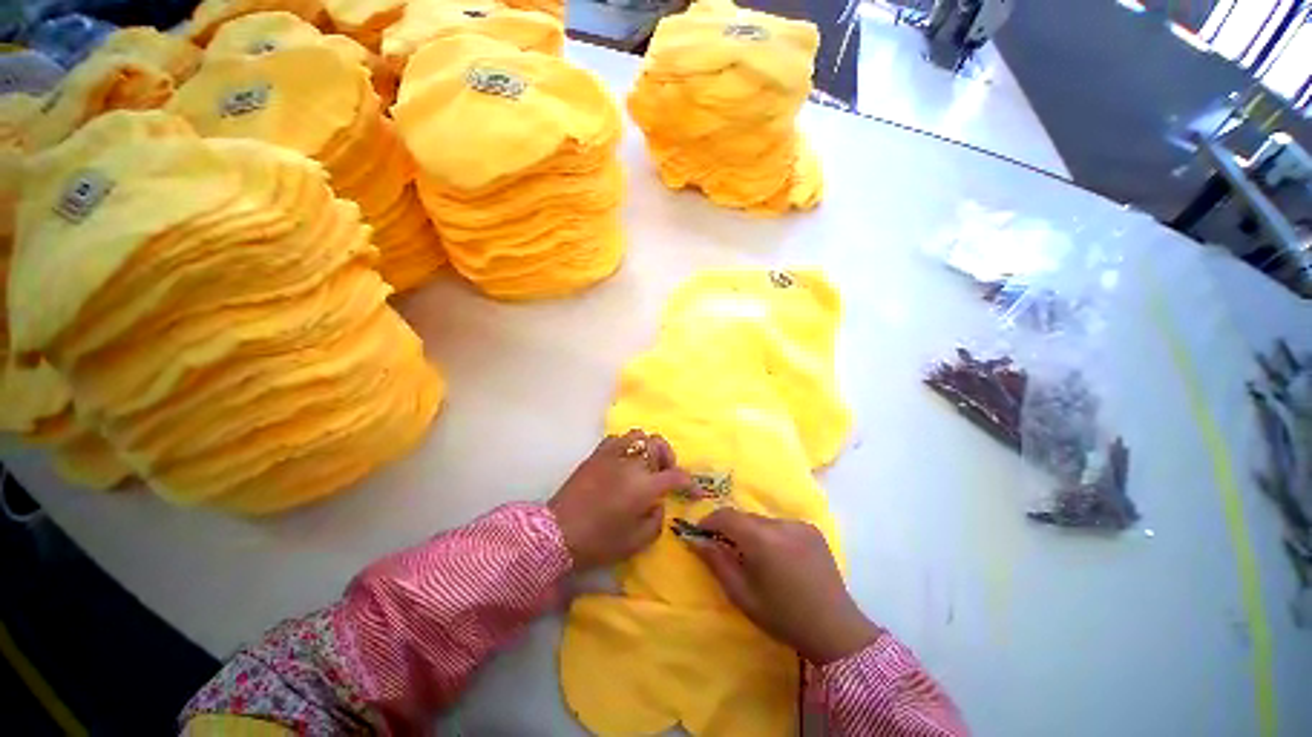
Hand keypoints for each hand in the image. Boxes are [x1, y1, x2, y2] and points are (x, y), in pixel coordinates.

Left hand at [549, 430, 691, 571]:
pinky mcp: (596, 454)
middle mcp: (631, 463)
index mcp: (645, 485)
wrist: (556, 534)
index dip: (690, 483)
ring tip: (644, 465)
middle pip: (658, 444)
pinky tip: (623, 462)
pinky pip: (617, 439)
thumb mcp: (636, 542)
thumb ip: (656, 520)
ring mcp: (612, 454)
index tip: (694, 491)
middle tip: (665, 475)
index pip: (676, 475)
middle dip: (668, 458)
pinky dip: (626, 446)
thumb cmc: (599, 542)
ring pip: (638, 435)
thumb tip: (657, 503)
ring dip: (648, 448)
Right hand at [687, 509, 880, 663]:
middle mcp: (781, 524)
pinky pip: (781, 524)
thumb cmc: (783, 617)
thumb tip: (695, 540)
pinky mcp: (812, 529)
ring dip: (751, 531)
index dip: (709, 521)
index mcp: (762, 539)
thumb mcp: (742, 595)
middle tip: (723, 547)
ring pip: (763, 520)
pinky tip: (777, 556)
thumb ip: (717, 562)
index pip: (727, 516)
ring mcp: (799, 524)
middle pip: (745, 517)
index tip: (700, 533)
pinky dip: (771, 534)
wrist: (835, 630)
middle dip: (730, 527)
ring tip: (752, 555)